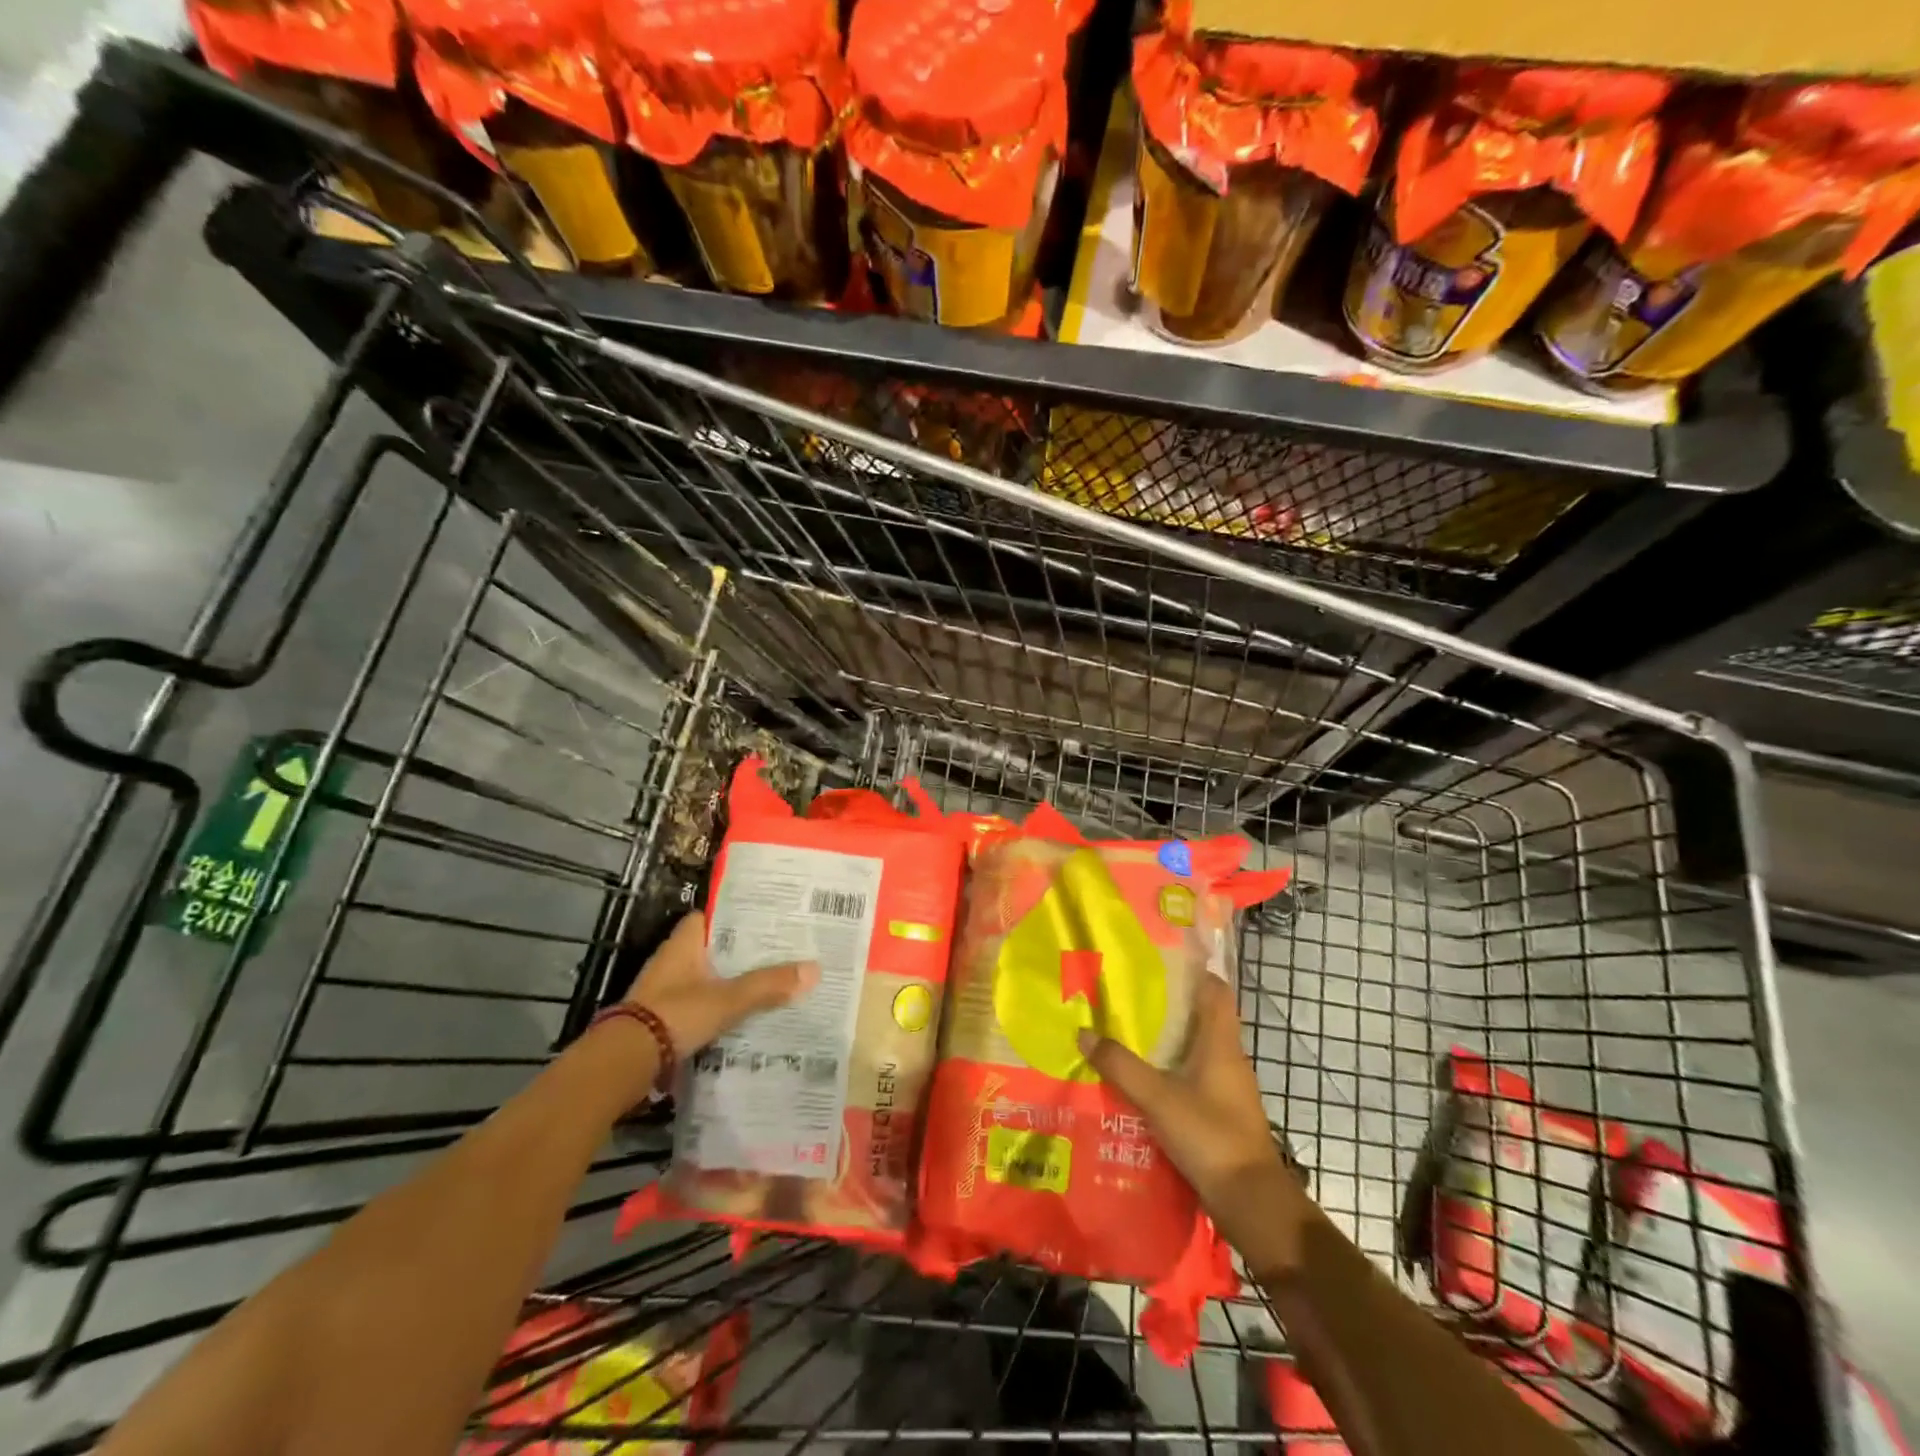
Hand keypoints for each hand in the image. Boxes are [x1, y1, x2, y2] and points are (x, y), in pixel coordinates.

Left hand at [623, 913, 818, 1056]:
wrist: (624, 1063)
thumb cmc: (675, 1015)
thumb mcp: (728, 999)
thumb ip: (768, 985)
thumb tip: (814, 969)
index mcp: (684, 944)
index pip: (711, 916)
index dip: (736, 916)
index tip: (767, 919)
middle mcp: (673, 961)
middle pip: (713, 949)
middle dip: (742, 953)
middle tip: (780, 952)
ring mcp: (666, 992)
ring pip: (707, 978)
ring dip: (732, 982)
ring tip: (771, 982)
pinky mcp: (664, 1020)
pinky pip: (700, 1005)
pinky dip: (719, 1009)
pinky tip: (745, 1016)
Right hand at [1078, 974, 1309, 1272]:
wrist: (1251, 1201)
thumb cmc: (1210, 1136)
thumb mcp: (1157, 1098)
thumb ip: (1120, 1066)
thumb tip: (1084, 1033)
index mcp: (1221, 1043)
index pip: (1215, 990)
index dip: (1194, 969)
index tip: (1161, 957)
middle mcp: (1229, 1058)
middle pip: (1203, 1016)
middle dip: (1170, 1003)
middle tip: (1129, 992)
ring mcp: (1228, 1087)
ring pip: (1197, 1048)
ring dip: (1169, 1038)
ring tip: (1128, 1030)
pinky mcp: (1222, 1112)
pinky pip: (1194, 1076)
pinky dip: (1171, 1069)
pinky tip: (1143, 1077)